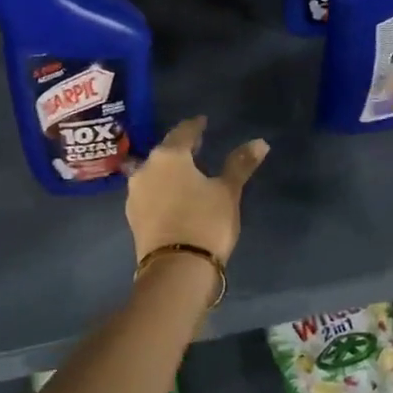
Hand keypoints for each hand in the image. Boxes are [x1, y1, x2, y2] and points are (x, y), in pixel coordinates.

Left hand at [125, 117, 267, 262]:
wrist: (176, 269)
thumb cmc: (205, 222)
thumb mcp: (227, 192)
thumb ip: (240, 164)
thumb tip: (260, 142)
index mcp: (169, 156)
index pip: (183, 131)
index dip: (195, 126)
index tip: (203, 122)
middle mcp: (145, 168)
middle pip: (165, 151)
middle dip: (181, 148)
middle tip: (197, 147)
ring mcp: (135, 194)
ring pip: (154, 172)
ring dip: (169, 170)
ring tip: (187, 173)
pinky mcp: (133, 216)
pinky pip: (149, 193)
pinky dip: (162, 189)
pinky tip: (174, 196)